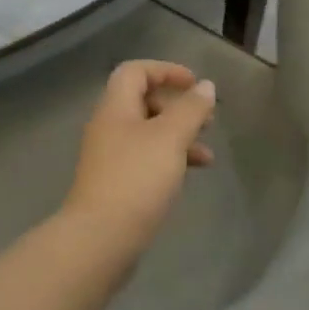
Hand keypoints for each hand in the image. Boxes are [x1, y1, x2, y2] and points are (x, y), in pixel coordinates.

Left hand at [62, 60, 215, 246]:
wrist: (100, 239)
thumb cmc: (136, 178)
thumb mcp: (170, 138)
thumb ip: (190, 109)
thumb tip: (205, 86)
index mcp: (115, 107)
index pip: (136, 71)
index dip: (166, 70)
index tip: (195, 84)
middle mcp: (109, 126)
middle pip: (143, 101)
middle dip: (177, 106)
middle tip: (207, 119)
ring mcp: (110, 157)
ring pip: (149, 133)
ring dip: (179, 136)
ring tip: (208, 154)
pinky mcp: (116, 183)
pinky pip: (146, 159)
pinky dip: (170, 159)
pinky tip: (192, 174)